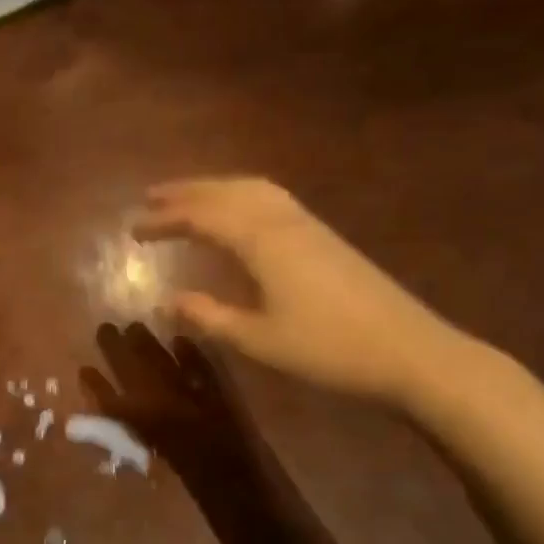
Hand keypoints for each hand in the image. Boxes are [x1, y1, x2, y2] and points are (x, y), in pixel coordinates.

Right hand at [134, 177, 470, 405]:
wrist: (412, 354)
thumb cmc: (329, 350)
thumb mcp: (258, 340)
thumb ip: (209, 317)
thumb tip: (166, 300)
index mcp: (263, 241)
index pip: (202, 217)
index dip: (164, 220)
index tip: (131, 228)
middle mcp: (283, 221)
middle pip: (226, 192)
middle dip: (186, 192)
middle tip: (150, 198)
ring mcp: (309, 226)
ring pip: (253, 190)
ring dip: (216, 189)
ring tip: (189, 199)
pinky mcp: (325, 238)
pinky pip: (272, 200)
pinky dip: (242, 197)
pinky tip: (240, 215)